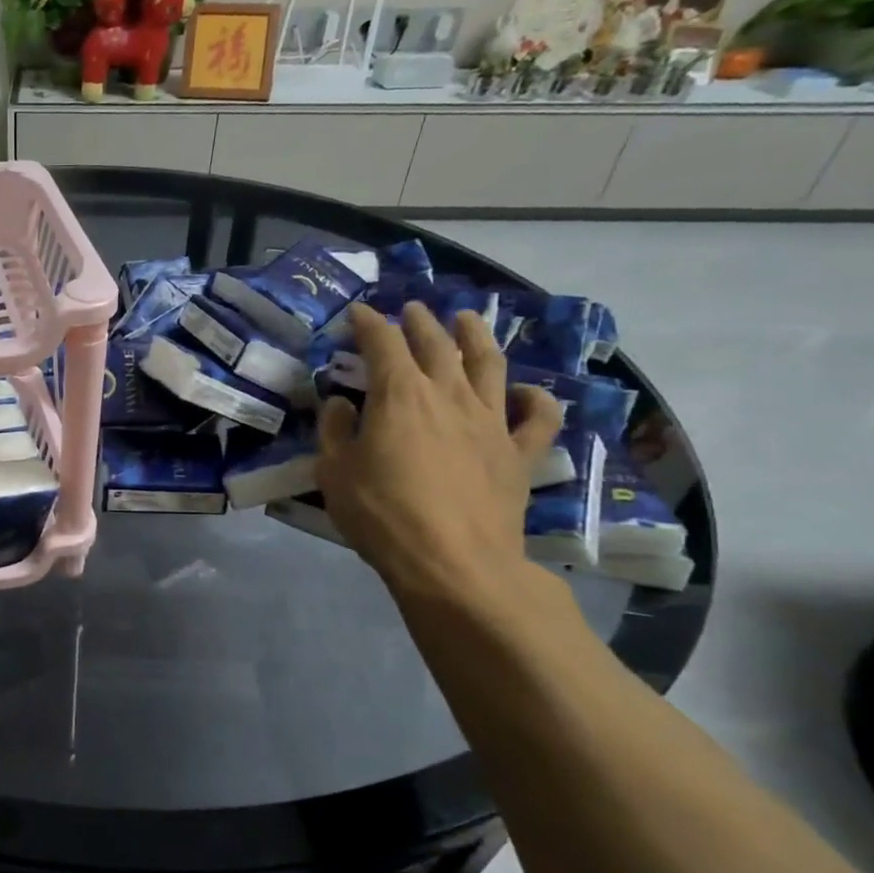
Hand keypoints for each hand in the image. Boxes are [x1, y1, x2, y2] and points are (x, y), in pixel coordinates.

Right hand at [315, 301, 562, 603]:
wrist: (454, 562)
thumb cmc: (382, 514)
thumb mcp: (335, 473)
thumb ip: (336, 432)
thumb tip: (342, 404)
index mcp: (399, 395)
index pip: (382, 343)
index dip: (368, 324)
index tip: (358, 313)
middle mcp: (448, 396)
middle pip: (436, 345)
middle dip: (420, 322)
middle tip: (411, 309)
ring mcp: (490, 422)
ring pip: (488, 365)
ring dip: (476, 337)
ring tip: (468, 319)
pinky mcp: (518, 453)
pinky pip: (538, 418)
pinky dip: (536, 400)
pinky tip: (528, 392)